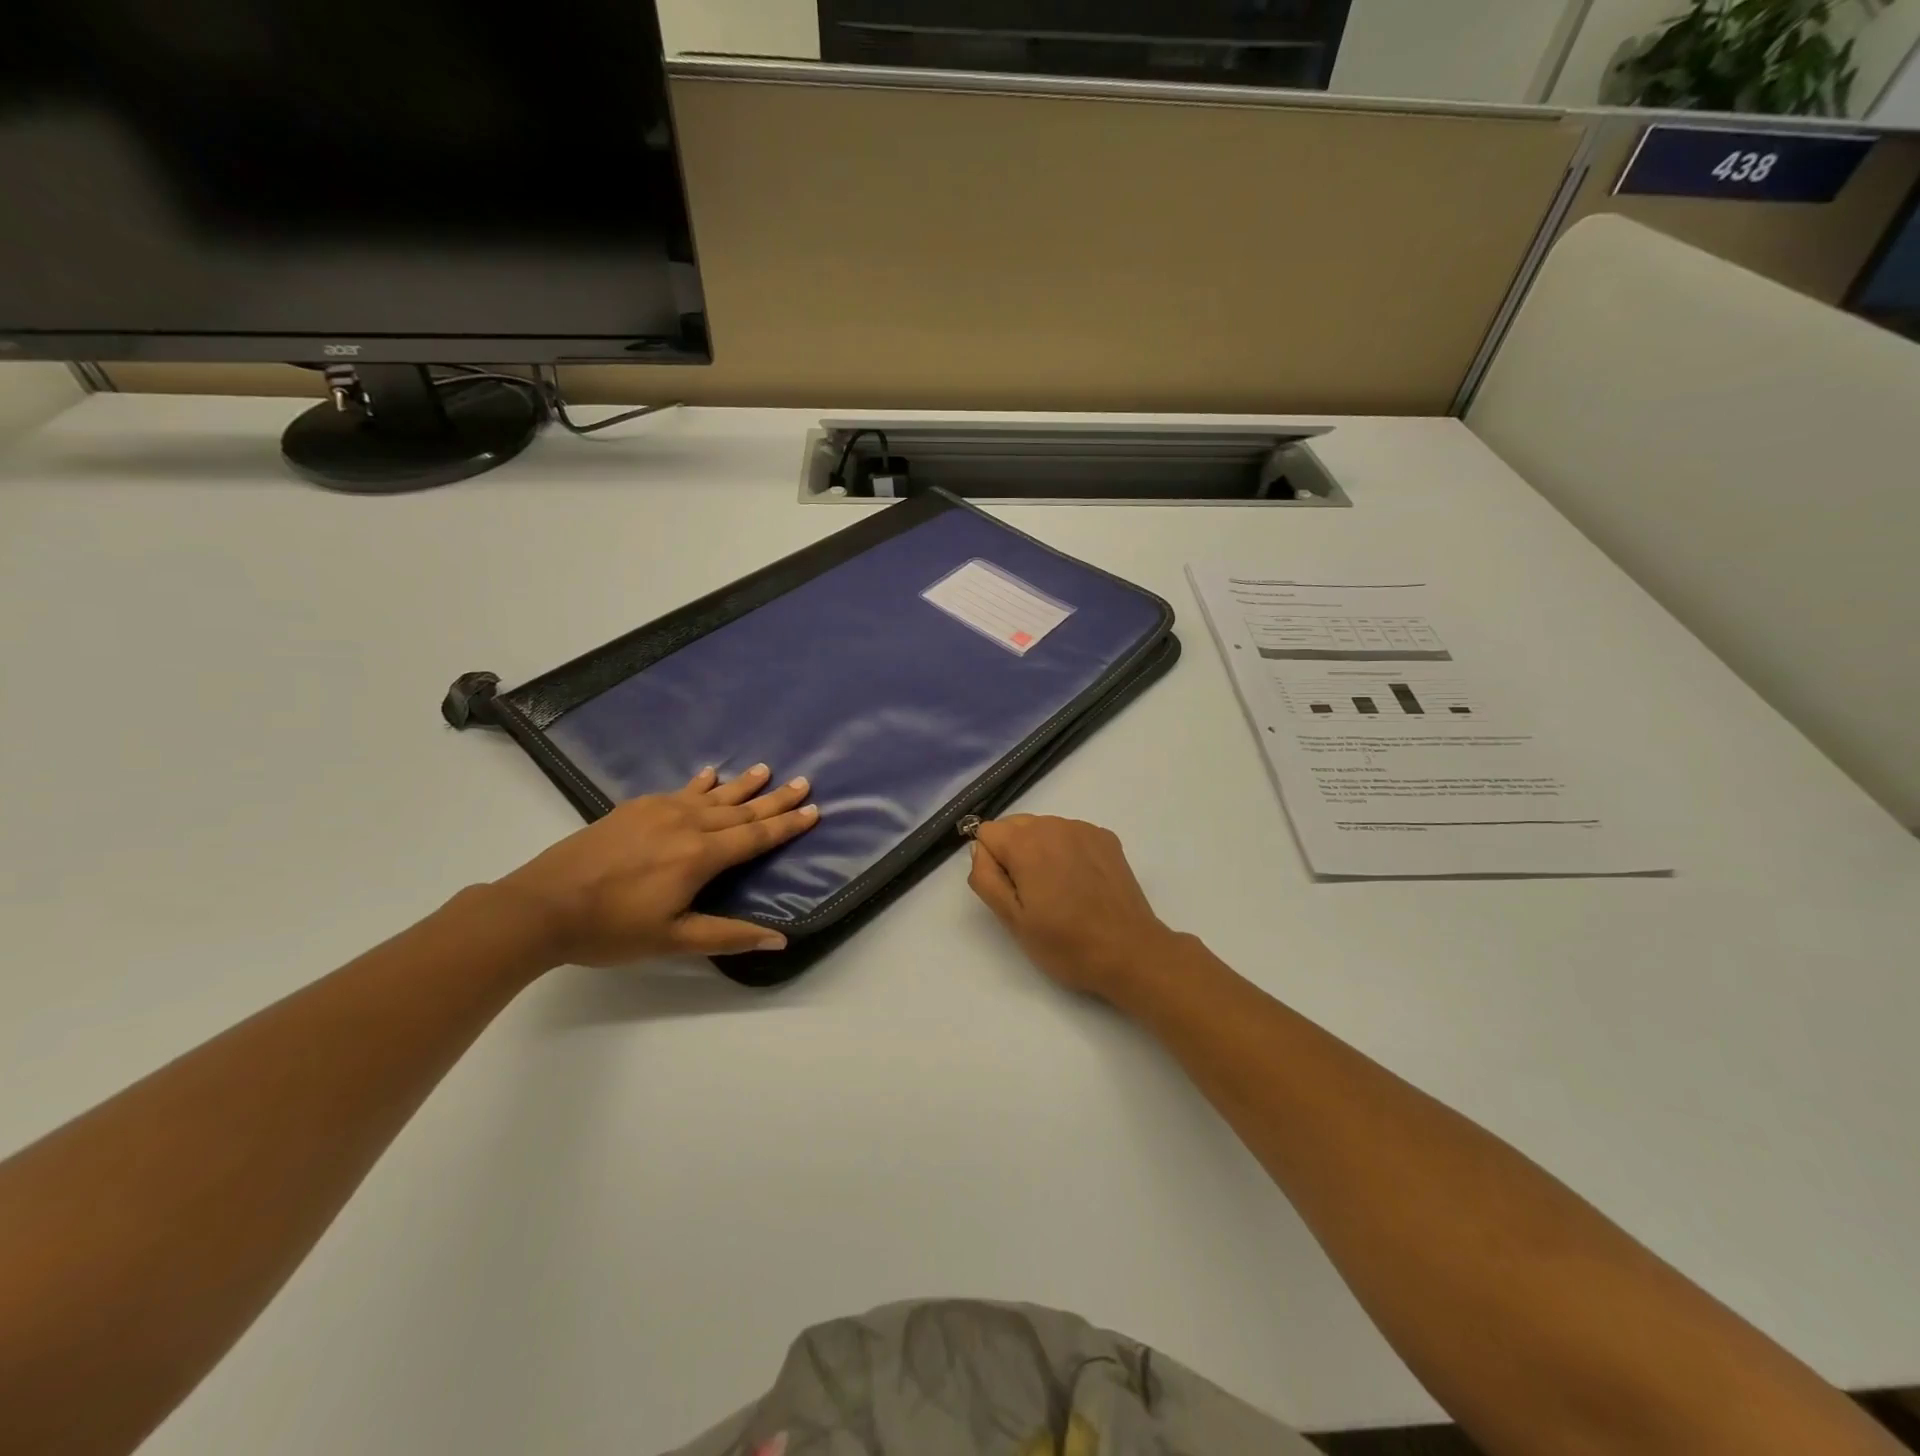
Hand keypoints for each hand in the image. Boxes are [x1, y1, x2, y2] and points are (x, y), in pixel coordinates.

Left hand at [496, 765, 817, 965]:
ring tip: (766, 769)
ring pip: (712, 795)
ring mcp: (658, 811)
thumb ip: (728, 935)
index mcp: (700, 856)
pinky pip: (679, 790)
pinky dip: (700, 783)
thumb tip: (779, 940)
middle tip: (803, 783)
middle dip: (775, 799)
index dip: (787, 825)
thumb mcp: (673, 940)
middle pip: (741, 811)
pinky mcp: (634, 808)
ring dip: (742, 784)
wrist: (541, 906)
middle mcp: (686, 824)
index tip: (814, 809)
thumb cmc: (610, 929)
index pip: (755, 837)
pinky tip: (709, 774)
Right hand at [967, 814, 1184, 1001]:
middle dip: (1013, 853)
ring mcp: (1084, 829)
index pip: (986, 832)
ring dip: (1040, 851)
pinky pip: (1070, 834)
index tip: (1009, 892)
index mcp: (1026, 843)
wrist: (1130, 952)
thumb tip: (979, 849)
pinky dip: (1066, 851)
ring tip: (1058, 891)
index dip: (991, 863)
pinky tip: (1080, 883)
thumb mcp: (1013, 920)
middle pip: (1014, 826)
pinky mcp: (1106, 839)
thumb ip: (986, 878)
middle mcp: (1054, 825)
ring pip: (1043, 829)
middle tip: (1031, 895)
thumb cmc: (1065, 943)